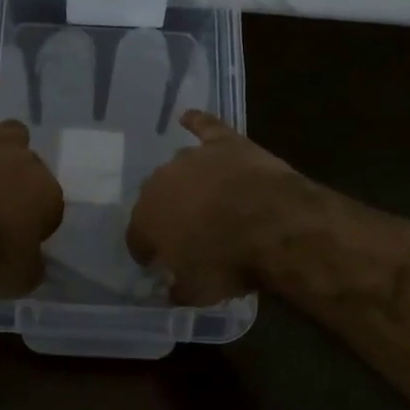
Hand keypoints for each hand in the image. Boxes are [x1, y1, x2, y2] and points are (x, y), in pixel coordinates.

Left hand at [0, 69, 64, 295]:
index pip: (49, 208)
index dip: (32, 225)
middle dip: (18, 186)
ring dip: (4, 148)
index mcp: (47, 195)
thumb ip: (33, 266)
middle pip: (30, 168)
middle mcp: (26, 161)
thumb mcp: (17, 280)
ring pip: (12, 133)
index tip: (14, 240)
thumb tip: (35, 261)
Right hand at [126, 111, 310, 304]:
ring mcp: (192, 158)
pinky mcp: (223, 142)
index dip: (146, 251)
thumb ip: (178, 290)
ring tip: (203, 197)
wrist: (273, 224)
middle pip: (156, 199)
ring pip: (179, 168)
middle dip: (167, 214)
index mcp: (147, 219)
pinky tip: (189, 117)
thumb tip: (171, 291)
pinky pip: (203, 127)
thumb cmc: (229, 262)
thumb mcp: (199, 292)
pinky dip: (196, 122)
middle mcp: (160, 183)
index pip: (137, 237)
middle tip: (187, 231)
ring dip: (186, 182)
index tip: (156, 262)